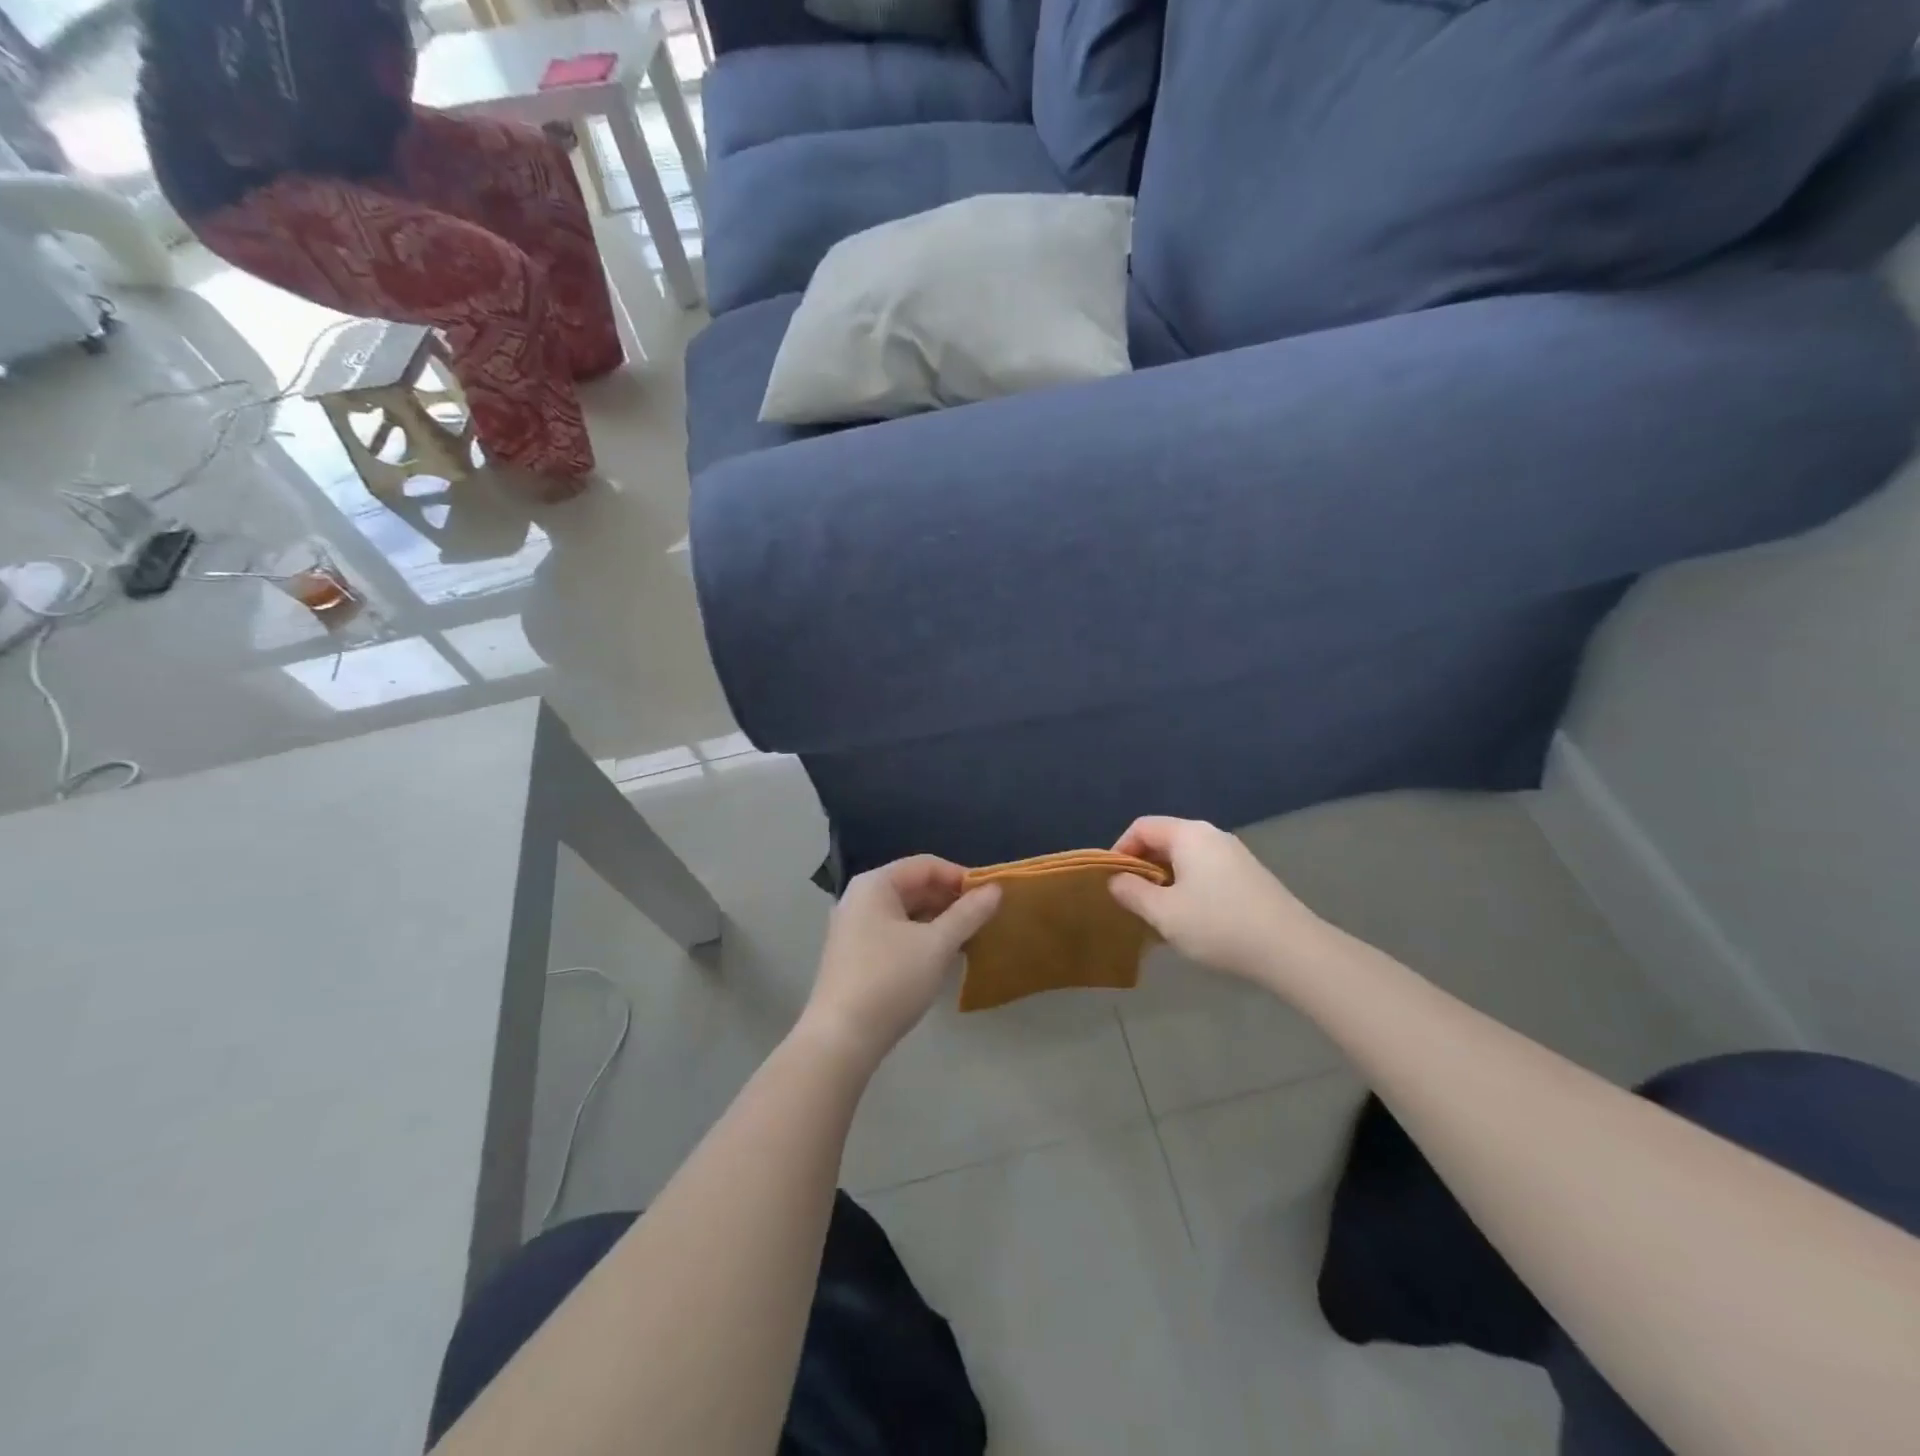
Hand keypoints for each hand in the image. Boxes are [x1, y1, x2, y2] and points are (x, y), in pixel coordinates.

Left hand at [800, 857, 1001, 1065]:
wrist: (841, 1039)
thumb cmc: (890, 981)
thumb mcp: (937, 945)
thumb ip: (968, 914)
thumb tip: (996, 889)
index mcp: (875, 884)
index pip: (926, 865)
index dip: (961, 876)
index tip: (991, 897)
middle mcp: (860, 898)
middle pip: (914, 886)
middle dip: (950, 899)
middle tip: (984, 918)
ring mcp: (853, 927)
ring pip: (905, 911)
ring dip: (938, 920)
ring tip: (969, 938)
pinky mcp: (854, 954)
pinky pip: (895, 932)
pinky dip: (920, 937)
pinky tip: (941, 957)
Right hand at [1108, 817, 1330, 982]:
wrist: (1291, 950)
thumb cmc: (1219, 925)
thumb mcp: (1164, 913)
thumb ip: (1132, 892)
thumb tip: (1116, 880)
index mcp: (1189, 834)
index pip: (1142, 827)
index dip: (1120, 849)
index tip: (1111, 881)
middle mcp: (1212, 835)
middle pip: (1164, 840)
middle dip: (1142, 867)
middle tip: (1130, 899)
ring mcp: (1234, 855)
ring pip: (1185, 858)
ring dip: (1164, 880)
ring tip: (1156, 913)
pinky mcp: (1249, 876)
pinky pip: (1205, 871)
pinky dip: (1187, 887)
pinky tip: (1189, 919)